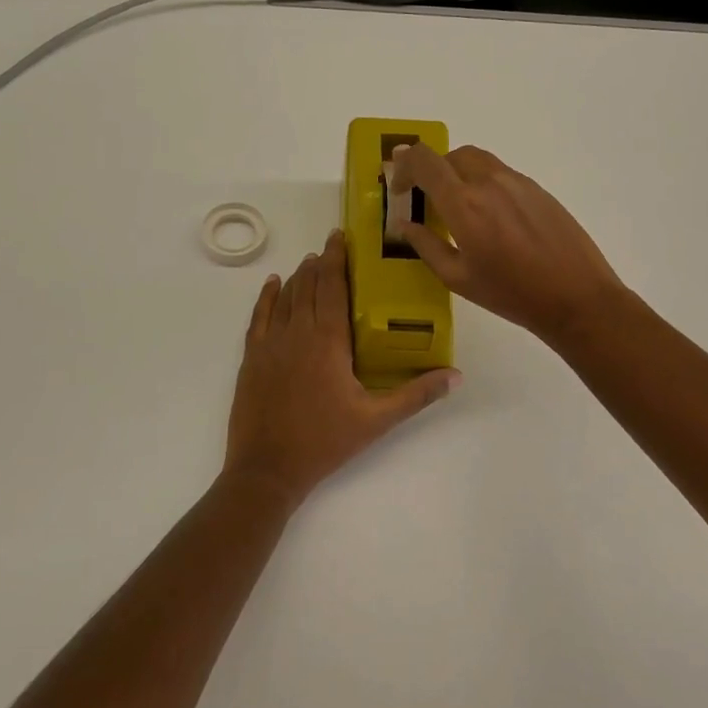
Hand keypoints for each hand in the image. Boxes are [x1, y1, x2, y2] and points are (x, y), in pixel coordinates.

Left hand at [225, 230, 460, 505]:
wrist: (267, 469)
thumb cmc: (325, 441)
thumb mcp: (376, 420)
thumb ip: (416, 395)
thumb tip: (456, 376)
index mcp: (328, 341)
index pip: (333, 287)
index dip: (337, 259)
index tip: (341, 237)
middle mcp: (297, 333)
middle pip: (309, 286)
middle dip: (320, 262)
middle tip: (331, 245)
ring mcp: (270, 344)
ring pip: (286, 297)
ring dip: (298, 276)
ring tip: (310, 261)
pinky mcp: (251, 357)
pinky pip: (259, 316)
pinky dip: (267, 297)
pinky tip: (273, 284)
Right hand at [389, 144, 625, 345]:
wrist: (577, 297)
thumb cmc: (512, 294)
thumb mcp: (458, 278)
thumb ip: (426, 245)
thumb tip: (405, 224)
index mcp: (463, 203)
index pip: (425, 161)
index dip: (404, 167)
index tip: (399, 188)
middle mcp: (489, 181)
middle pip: (450, 155)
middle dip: (430, 170)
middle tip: (424, 198)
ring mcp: (517, 182)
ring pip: (476, 160)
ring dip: (456, 173)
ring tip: (456, 205)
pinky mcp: (537, 189)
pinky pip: (500, 173)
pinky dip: (482, 182)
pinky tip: (489, 216)